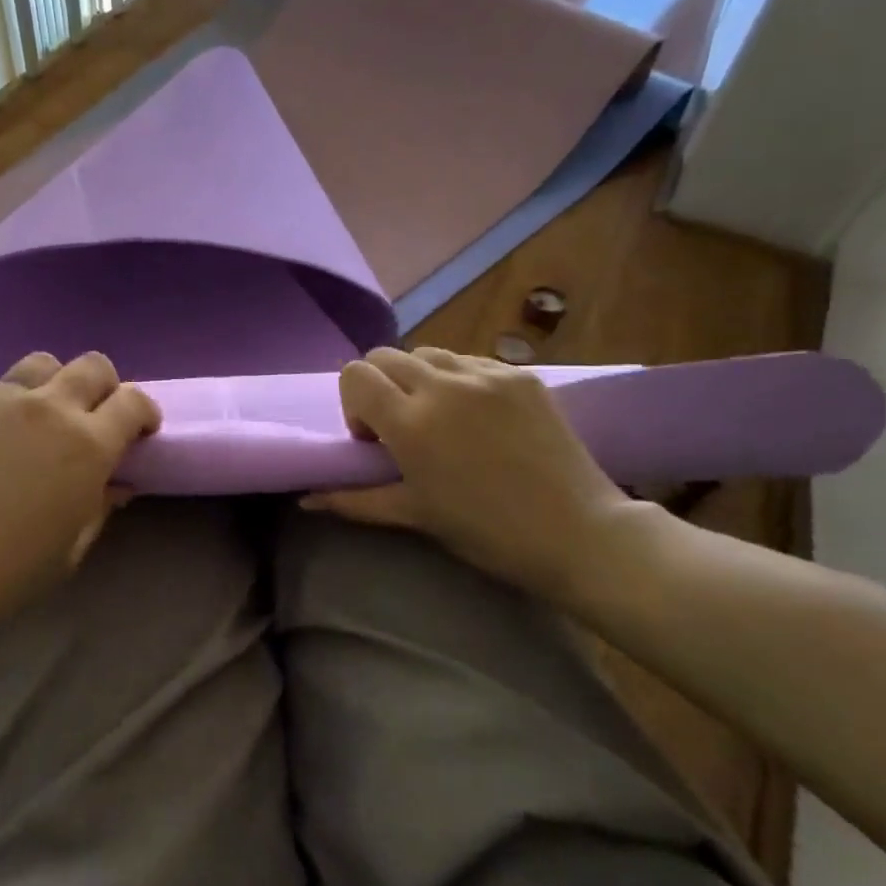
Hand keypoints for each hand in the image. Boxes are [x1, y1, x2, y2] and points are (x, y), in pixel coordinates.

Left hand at [0, 351, 159, 641]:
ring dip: (52, 384)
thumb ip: (99, 508)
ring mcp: (0, 396)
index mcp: (88, 445)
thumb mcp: (68, 552)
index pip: (133, 402)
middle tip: (93, 419)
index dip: (144, 412)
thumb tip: (116, 484)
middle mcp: (50, 407)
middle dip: (105, 387)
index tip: (140, 432)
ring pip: (42, 362)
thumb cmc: (2, 573)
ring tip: (38, 416)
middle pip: (93, 366)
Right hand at [304, 347, 638, 596]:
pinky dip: (460, 381)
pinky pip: (471, 361)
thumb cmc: (487, 532)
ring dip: (419, 379)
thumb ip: (354, 500)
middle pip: (385, 356)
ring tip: (443, 419)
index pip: (355, 375)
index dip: (354, 404)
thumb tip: (305, 500)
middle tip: (403, 428)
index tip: (375, 440)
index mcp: (411, 422)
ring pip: (428, 353)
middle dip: (380, 386)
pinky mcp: (521, 374)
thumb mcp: (415, 515)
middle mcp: (443, 385)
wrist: (580, 532)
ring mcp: (486, 374)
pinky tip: (481, 418)